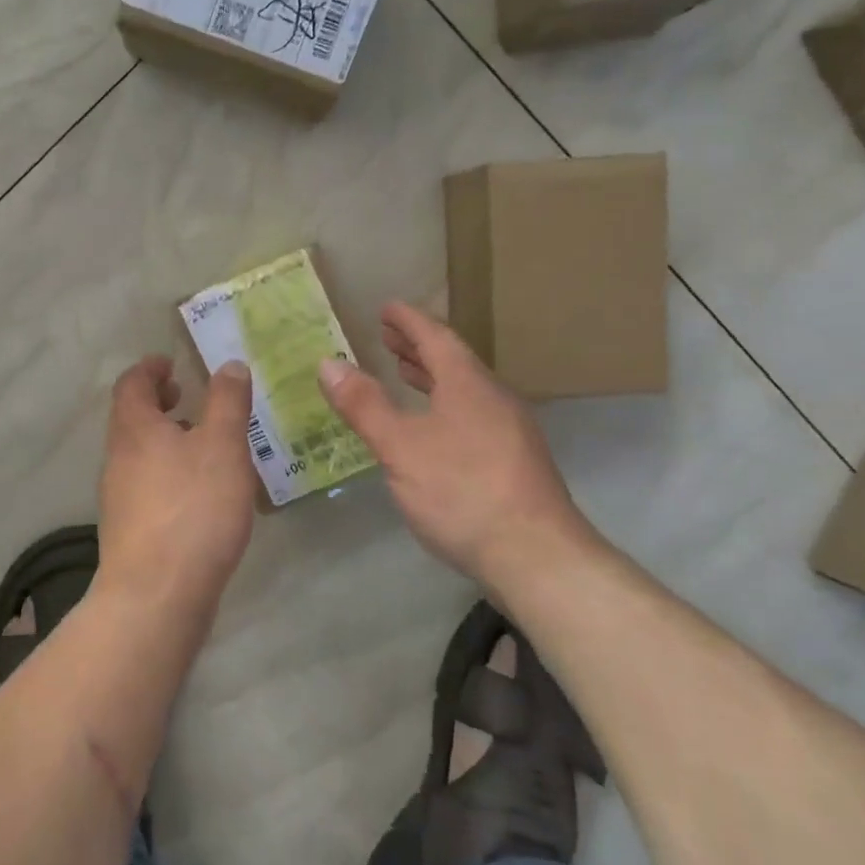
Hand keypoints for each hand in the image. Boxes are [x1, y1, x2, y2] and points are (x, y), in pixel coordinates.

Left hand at [99, 355, 256, 600]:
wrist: (156, 594)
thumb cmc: (193, 509)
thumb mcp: (222, 446)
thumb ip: (227, 402)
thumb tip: (229, 365)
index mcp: (134, 429)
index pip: (131, 384)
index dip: (149, 369)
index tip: (170, 363)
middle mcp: (118, 458)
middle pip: (130, 418)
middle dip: (157, 403)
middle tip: (186, 397)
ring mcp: (118, 497)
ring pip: (138, 453)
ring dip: (164, 439)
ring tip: (202, 445)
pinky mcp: (128, 530)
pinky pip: (145, 485)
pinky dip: (167, 472)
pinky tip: (197, 493)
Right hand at [317, 302, 593, 583]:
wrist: (536, 556)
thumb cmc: (462, 492)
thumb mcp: (400, 447)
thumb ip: (364, 405)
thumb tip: (328, 363)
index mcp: (468, 385)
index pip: (436, 338)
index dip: (409, 321)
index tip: (386, 308)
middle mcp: (494, 399)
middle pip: (453, 361)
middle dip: (418, 347)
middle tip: (389, 338)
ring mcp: (510, 431)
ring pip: (466, 390)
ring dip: (433, 377)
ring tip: (405, 374)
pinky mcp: (514, 462)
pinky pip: (473, 414)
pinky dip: (445, 405)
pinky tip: (433, 428)